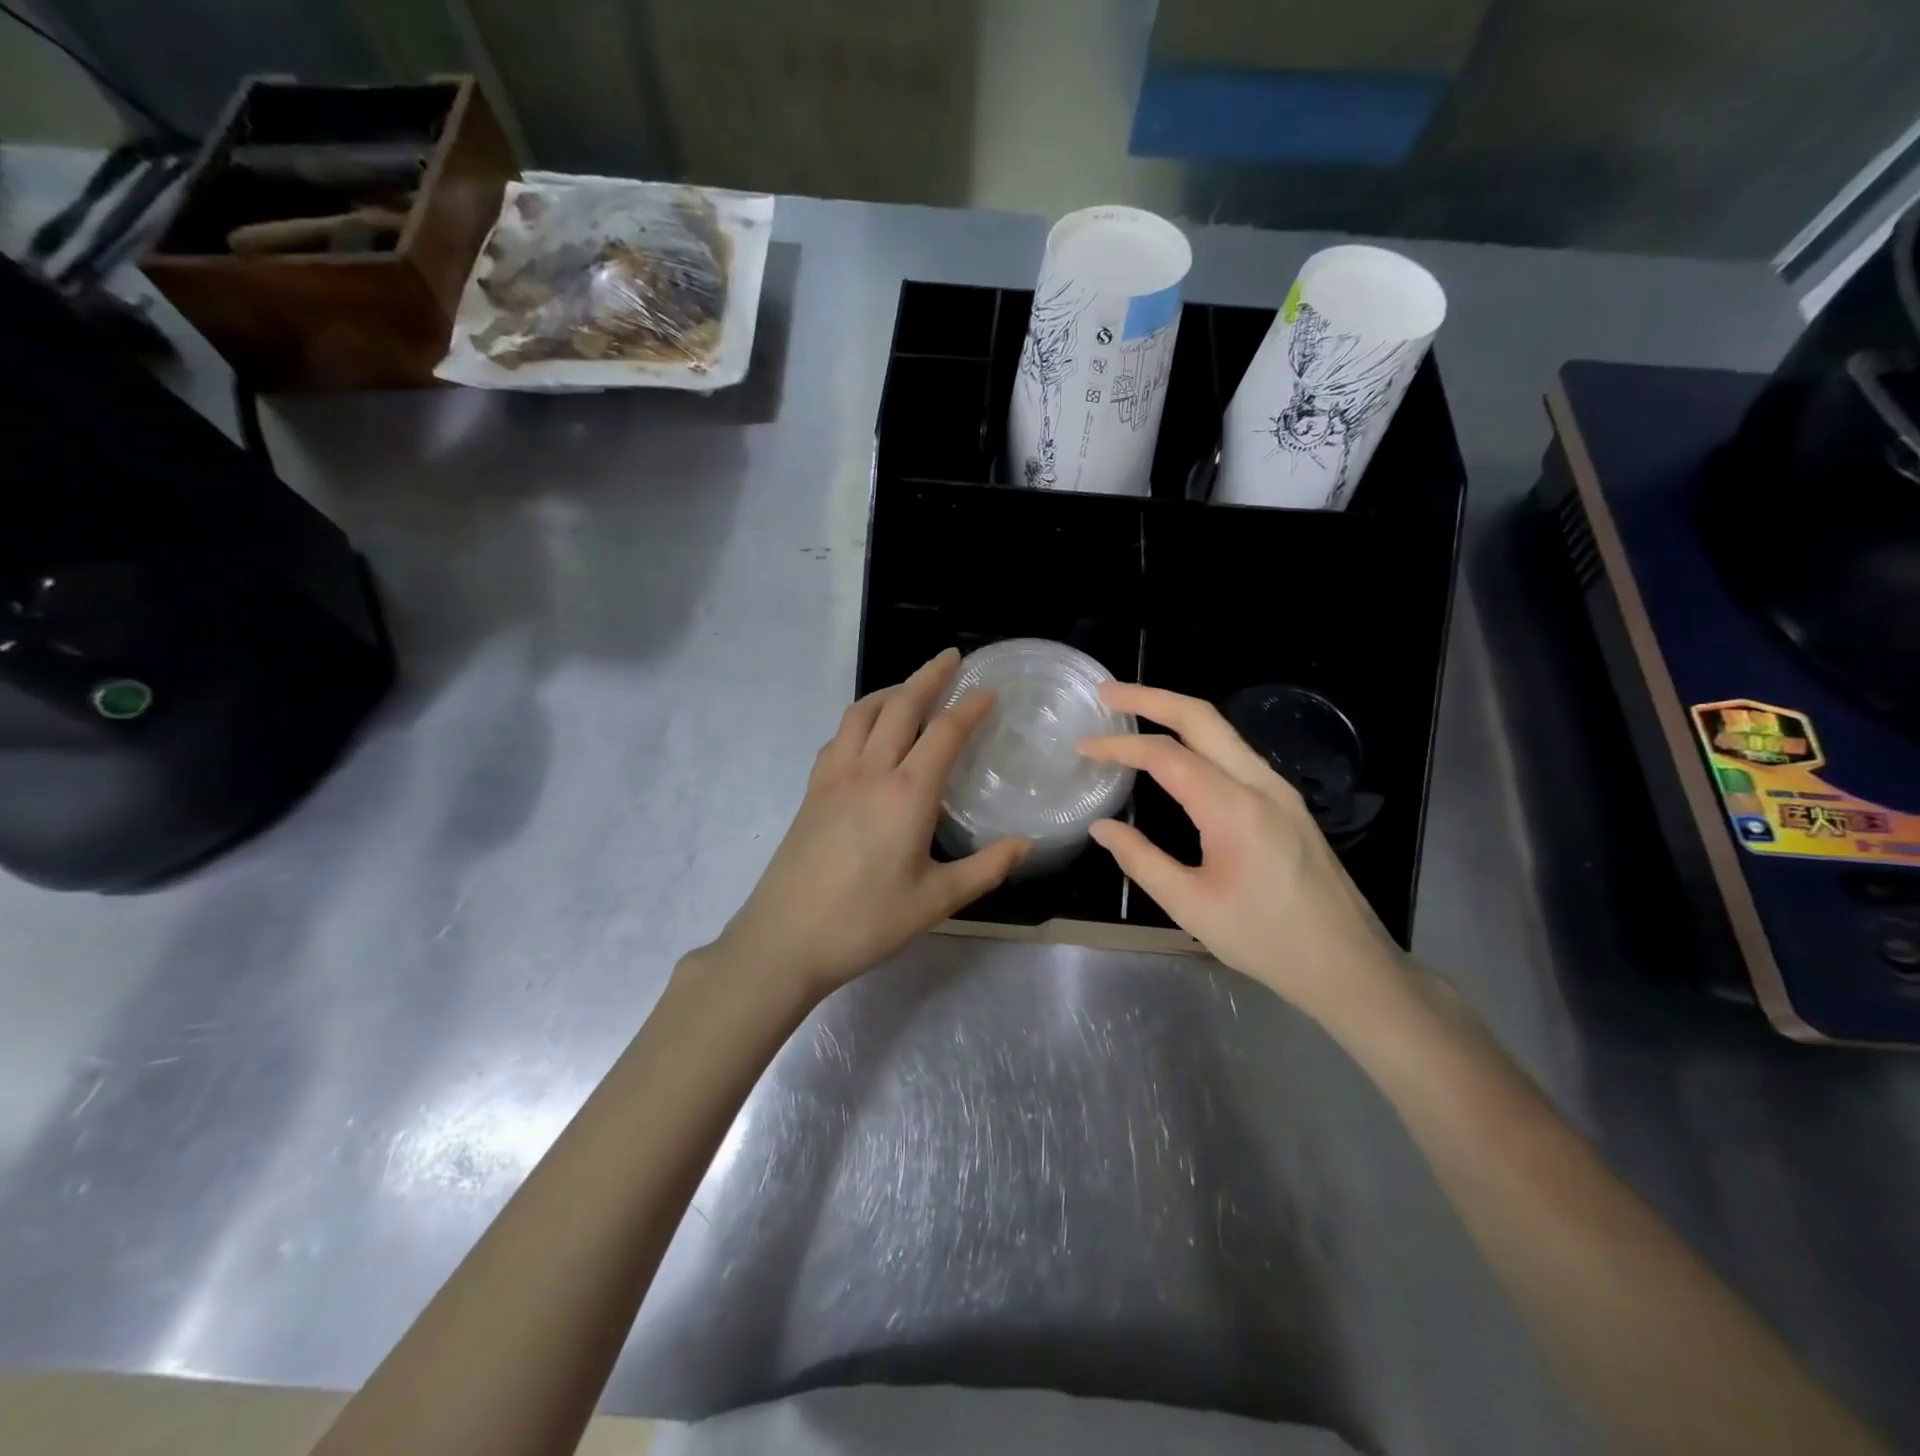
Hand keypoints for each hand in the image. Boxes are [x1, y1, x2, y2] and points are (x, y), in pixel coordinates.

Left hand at [705, 649, 1029, 998]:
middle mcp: (870, 771)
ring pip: (863, 712)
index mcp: (907, 794)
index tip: (989, 691)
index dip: (970, 707)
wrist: (785, 939)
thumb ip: (986, 869)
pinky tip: (869, 732)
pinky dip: (861, 717)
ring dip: (892, 690)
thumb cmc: (866, 922)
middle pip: (901, 706)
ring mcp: (834, 776)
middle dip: (929, 676)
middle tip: (951, 659)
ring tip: (912, 687)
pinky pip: (840, 735)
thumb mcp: (936, 901)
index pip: (944, 732)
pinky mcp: (812, 789)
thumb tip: (1026, 844)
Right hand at [1077, 683, 1406, 1023]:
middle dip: (1151, 697)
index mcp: (1234, 808)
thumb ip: (1141, 860)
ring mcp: (1280, 790)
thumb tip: (1103, 827)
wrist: (1347, 965)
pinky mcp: (1287, 803)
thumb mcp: (1191, 906)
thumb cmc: (1266, 940)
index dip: (1120, 746)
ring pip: (1222, 730)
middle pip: (1202, 717)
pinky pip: (1235, 753)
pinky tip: (1176, 754)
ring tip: (1133, 712)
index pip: (1167, 756)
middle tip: (1107, 692)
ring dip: (1175, 714)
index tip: (1083, 747)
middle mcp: (1261, 784)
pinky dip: (1197, 739)